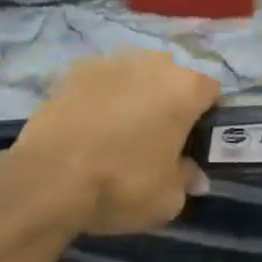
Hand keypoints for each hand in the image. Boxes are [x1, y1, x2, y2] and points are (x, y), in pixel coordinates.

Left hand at [10, 51, 221, 234]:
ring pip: (133, 74)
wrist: (49, 178)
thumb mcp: (168, 199)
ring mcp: (109, 62)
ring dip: (134, 93)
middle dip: (169, 99)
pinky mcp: (72, 71)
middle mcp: (151, 64)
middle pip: (171, 76)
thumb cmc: (123, 185)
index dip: (207, 115)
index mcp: (184, 89)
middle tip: (158, 136)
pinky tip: (89, 125)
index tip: (196, 140)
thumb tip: (194, 176)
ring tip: (119, 128)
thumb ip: (187, 181)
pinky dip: (99, 97)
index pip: (211, 92)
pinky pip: (98, 81)